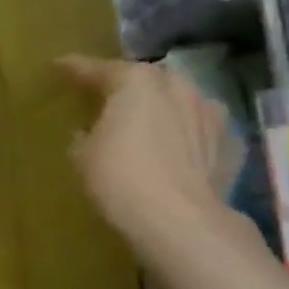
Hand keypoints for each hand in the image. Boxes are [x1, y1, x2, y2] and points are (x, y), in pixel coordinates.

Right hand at [58, 54, 238, 244]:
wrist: (180, 221)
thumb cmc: (120, 178)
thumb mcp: (82, 156)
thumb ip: (85, 135)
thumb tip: (91, 132)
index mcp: (135, 82)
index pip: (97, 69)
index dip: (74, 68)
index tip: (58, 67)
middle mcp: (176, 86)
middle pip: (144, 80)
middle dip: (125, 87)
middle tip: (105, 99)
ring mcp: (209, 113)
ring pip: (176, 102)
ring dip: (159, 109)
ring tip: (143, 125)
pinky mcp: (229, 143)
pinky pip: (198, 131)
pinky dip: (184, 136)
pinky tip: (174, 151)